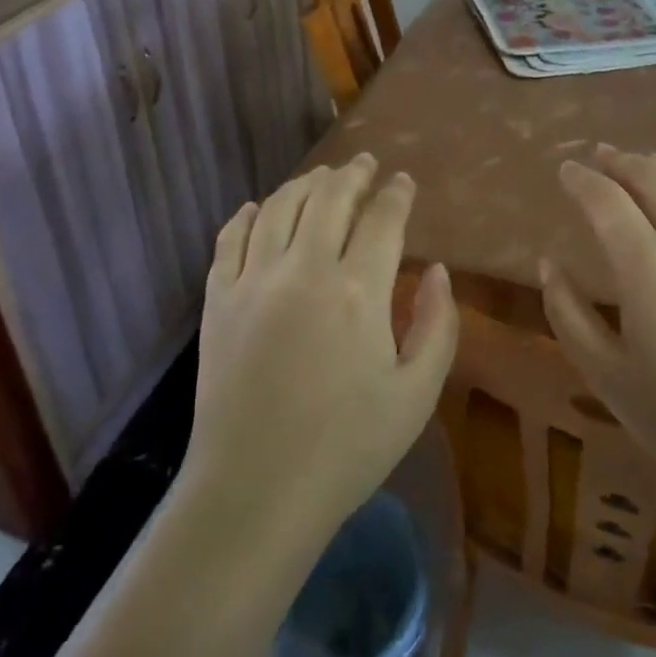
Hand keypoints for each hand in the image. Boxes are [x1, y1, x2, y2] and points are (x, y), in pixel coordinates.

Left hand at [185, 154, 458, 541]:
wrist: (254, 493)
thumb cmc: (346, 449)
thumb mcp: (416, 395)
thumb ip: (436, 325)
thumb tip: (437, 270)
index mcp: (358, 291)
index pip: (383, 218)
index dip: (397, 193)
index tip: (404, 181)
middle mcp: (304, 269)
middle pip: (329, 197)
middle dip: (352, 174)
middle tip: (365, 163)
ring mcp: (254, 280)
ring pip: (280, 207)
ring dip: (305, 184)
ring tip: (321, 178)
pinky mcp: (218, 300)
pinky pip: (230, 239)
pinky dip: (247, 215)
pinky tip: (257, 208)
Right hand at [541, 146, 655, 519]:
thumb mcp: (605, 374)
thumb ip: (567, 313)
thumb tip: (548, 263)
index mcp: (647, 266)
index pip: (605, 199)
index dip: (581, 178)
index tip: (566, 169)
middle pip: (654, 176)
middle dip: (621, 160)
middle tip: (601, 156)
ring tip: (653, 163)